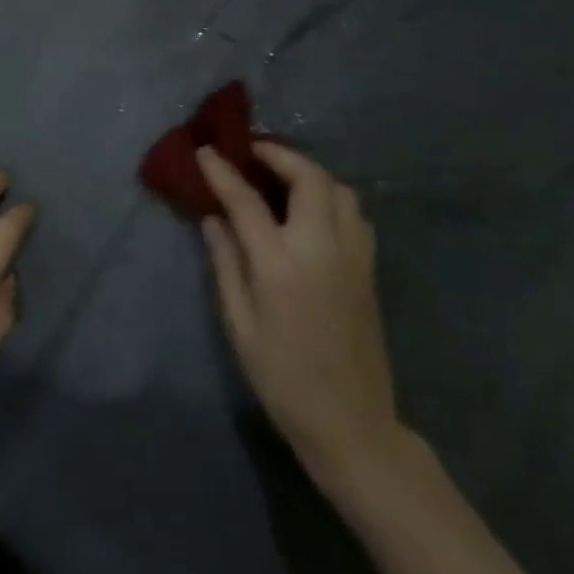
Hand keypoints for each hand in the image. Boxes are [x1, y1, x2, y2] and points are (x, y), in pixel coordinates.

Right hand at [196, 143, 402, 489]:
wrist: (350, 423)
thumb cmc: (282, 376)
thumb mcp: (239, 323)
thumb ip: (225, 262)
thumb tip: (213, 218)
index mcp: (281, 264)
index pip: (246, 200)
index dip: (222, 171)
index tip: (205, 150)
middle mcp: (322, 248)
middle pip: (308, 178)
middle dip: (278, 155)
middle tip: (252, 152)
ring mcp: (353, 256)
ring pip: (340, 190)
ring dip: (309, 172)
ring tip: (281, 175)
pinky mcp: (369, 268)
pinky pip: (354, 213)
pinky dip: (331, 196)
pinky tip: (312, 209)